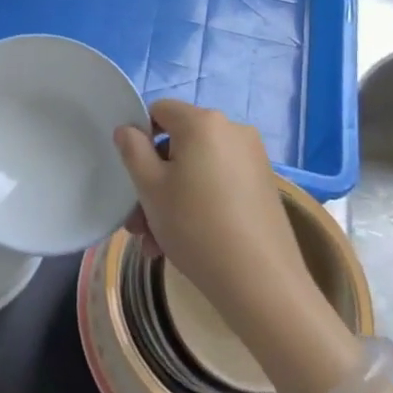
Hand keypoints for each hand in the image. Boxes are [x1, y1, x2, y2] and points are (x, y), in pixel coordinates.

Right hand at [114, 99, 322, 357]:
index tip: (133, 176)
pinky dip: (200, 202)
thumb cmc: (195, 227)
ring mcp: (252, 158)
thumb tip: (128, 129)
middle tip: (139, 223)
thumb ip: (132, 150)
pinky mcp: (264, 185)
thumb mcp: (150, 188)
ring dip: (173, 199)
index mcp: (203, 122)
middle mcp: (232, 130)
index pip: (160, 110)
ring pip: (198, 169)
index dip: (139, 138)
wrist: (261, 282)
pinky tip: (188, 242)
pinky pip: (219, 183)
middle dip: (154, 180)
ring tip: (158, 244)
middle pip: (179, 144)